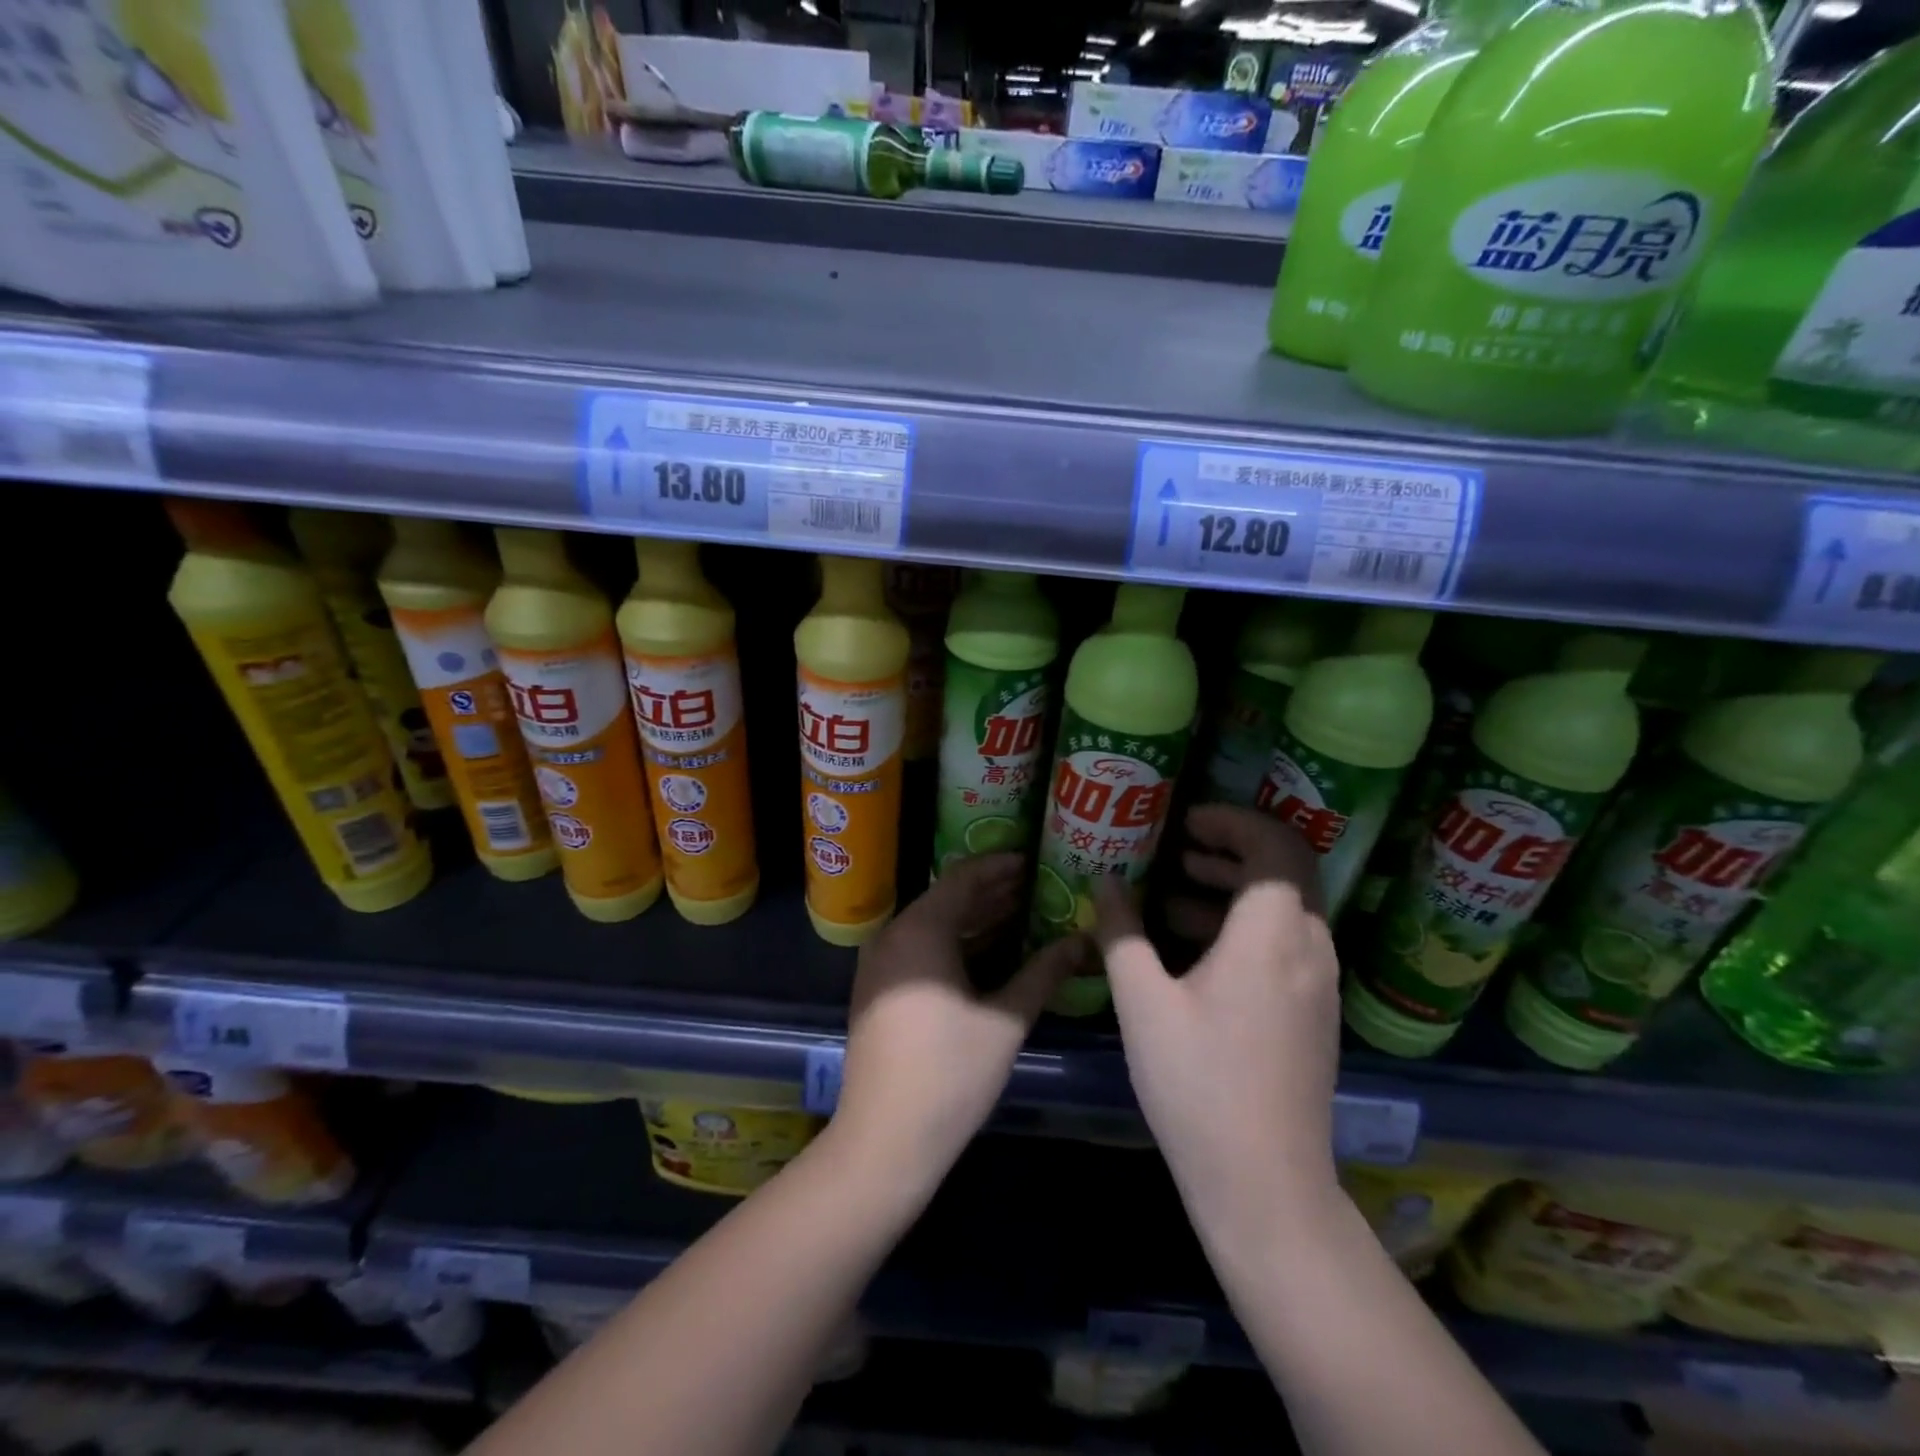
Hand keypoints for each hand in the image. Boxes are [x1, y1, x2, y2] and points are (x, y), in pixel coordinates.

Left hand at [833, 854, 1084, 1191]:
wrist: (883, 1140)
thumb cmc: (950, 1074)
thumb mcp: (1005, 1020)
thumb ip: (1044, 972)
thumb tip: (1083, 941)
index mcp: (920, 930)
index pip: (963, 877)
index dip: (1000, 866)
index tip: (1034, 859)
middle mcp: (893, 936)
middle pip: (946, 898)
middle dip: (991, 891)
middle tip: (1036, 885)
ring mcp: (880, 964)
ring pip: (933, 925)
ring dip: (974, 918)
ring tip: (1021, 912)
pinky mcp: (878, 989)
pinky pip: (920, 948)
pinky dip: (954, 943)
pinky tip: (988, 952)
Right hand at [1092, 805, 1341, 1244]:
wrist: (1266, 1186)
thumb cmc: (1198, 1085)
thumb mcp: (1142, 1003)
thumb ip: (1121, 932)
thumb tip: (1106, 881)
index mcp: (1272, 935)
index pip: (1275, 845)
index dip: (1233, 820)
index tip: (1186, 820)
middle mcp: (1310, 948)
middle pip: (1288, 869)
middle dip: (1234, 846)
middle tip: (1180, 845)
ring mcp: (1319, 982)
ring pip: (1287, 906)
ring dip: (1237, 885)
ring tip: (1177, 889)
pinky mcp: (1314, 1012)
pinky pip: (1287, 941)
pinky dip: (1246, 923)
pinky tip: (1195, 947)